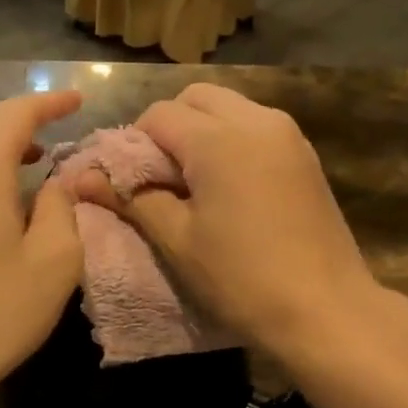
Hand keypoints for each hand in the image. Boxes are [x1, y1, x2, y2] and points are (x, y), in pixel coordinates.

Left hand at [0, 91, 83, 400]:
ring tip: (40, 152)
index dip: (50, 103)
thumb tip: (61, 181)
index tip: (79, 99)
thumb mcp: (54, 259)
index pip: (16, 114)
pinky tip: (6, 187)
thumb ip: (64, 206)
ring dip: (4, 139)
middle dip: (27, 116)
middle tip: (63, 120)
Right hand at [73, 84, 380, 362]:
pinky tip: (231, 185)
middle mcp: (256, 120)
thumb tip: (80, 177)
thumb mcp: (177, 240)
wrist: (327, 310)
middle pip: (195, 98)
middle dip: (169, 126)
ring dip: (203, 129)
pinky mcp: (305, 153)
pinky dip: (232, 139)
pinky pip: (256, 125)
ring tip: (196, 181)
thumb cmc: (242, 278)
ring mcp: (287, 134)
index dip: (135, 143)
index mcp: (218, 138)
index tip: (135, 183)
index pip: (158, 115)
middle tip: (163, 176)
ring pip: (229, 106)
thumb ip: (131, 198)